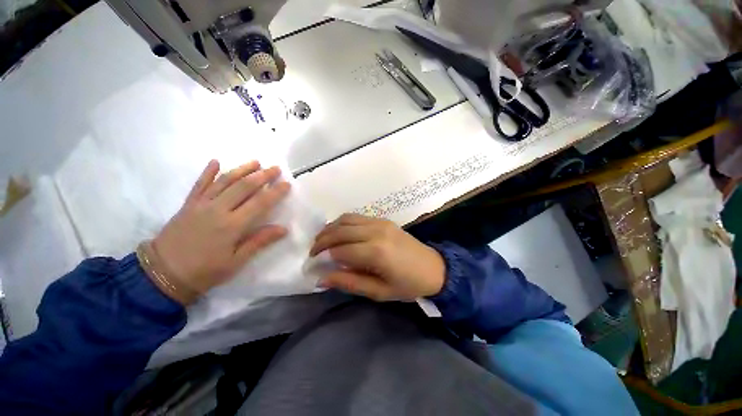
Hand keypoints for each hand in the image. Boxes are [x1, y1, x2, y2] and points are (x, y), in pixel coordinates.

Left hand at [148, 160, 289, 303]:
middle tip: (276, 168)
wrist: (163, 274)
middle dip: (262, 176)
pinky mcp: (188, 204)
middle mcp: (218, 210)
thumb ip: (259, 241)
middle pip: (244, 187)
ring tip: (256, 162)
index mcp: (232, 225)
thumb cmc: (205, 271)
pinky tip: (216, 161)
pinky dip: (208, 172)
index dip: (275, 192)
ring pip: (224, 181)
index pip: (260, 203)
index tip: (287, 184)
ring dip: (241, 169)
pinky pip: (199, 184)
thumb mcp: (236, 261)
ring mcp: (201, 204)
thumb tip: (283, 229)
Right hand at [310, 214, 445, 300]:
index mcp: (376, 252)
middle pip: (339, 231)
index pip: (339, 251)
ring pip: (346, 219)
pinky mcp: (383, 219)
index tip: (312, 265)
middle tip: (313, 253)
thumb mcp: (379, 291)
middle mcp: (376, 232)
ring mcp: (380, 222)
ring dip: (330, 229)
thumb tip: (321, 278)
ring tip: (322, 242)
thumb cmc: (408, 285)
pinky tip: (339, 233)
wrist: (434, 268)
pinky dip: (342, 223)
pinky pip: (356, 217)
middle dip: (321, 241)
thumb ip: (349, 282)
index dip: (322, 257)